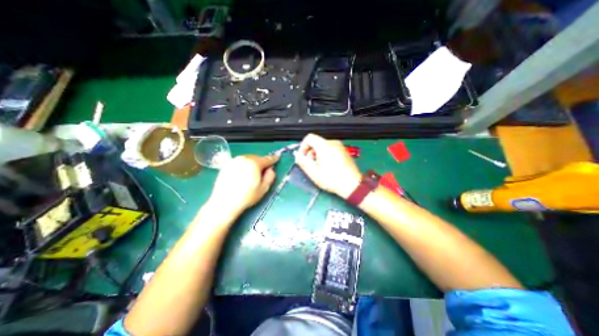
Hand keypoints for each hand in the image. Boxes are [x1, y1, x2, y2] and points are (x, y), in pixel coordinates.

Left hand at [209, 155, 278, 215]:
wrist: (224, 203)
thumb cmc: (246, 197)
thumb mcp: (263, 188)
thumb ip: (270, 176)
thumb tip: (271, 169)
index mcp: (254, 163)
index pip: (267, 159)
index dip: (273, 158)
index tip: (277, 157)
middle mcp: (244, 159)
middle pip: (257, 158)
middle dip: (261, 162)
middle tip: (263, 171)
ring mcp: (234, 161)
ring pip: (248, 159)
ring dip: (253, 163)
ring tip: (253, 174)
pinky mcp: (227, 165)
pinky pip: (239, 162)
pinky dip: (244, 165)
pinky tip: (243, 175)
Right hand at [294, 132, 359, 197]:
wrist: (352, 185)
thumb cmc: (332, 179)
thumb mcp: (313, 172)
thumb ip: (303, 162)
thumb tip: (298, 156)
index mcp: (324, 146)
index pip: (309, 138)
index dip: (303, 146)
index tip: (303, 157)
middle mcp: (333, 143)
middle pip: (316, 142)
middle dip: (310, 153)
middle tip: (311, 165)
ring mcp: (340, 147)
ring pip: (323, 146)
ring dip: (317, 155)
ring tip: (319, 168)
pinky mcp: (344, 152)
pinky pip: (330, 149)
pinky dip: (325, 156)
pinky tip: (327, 167)